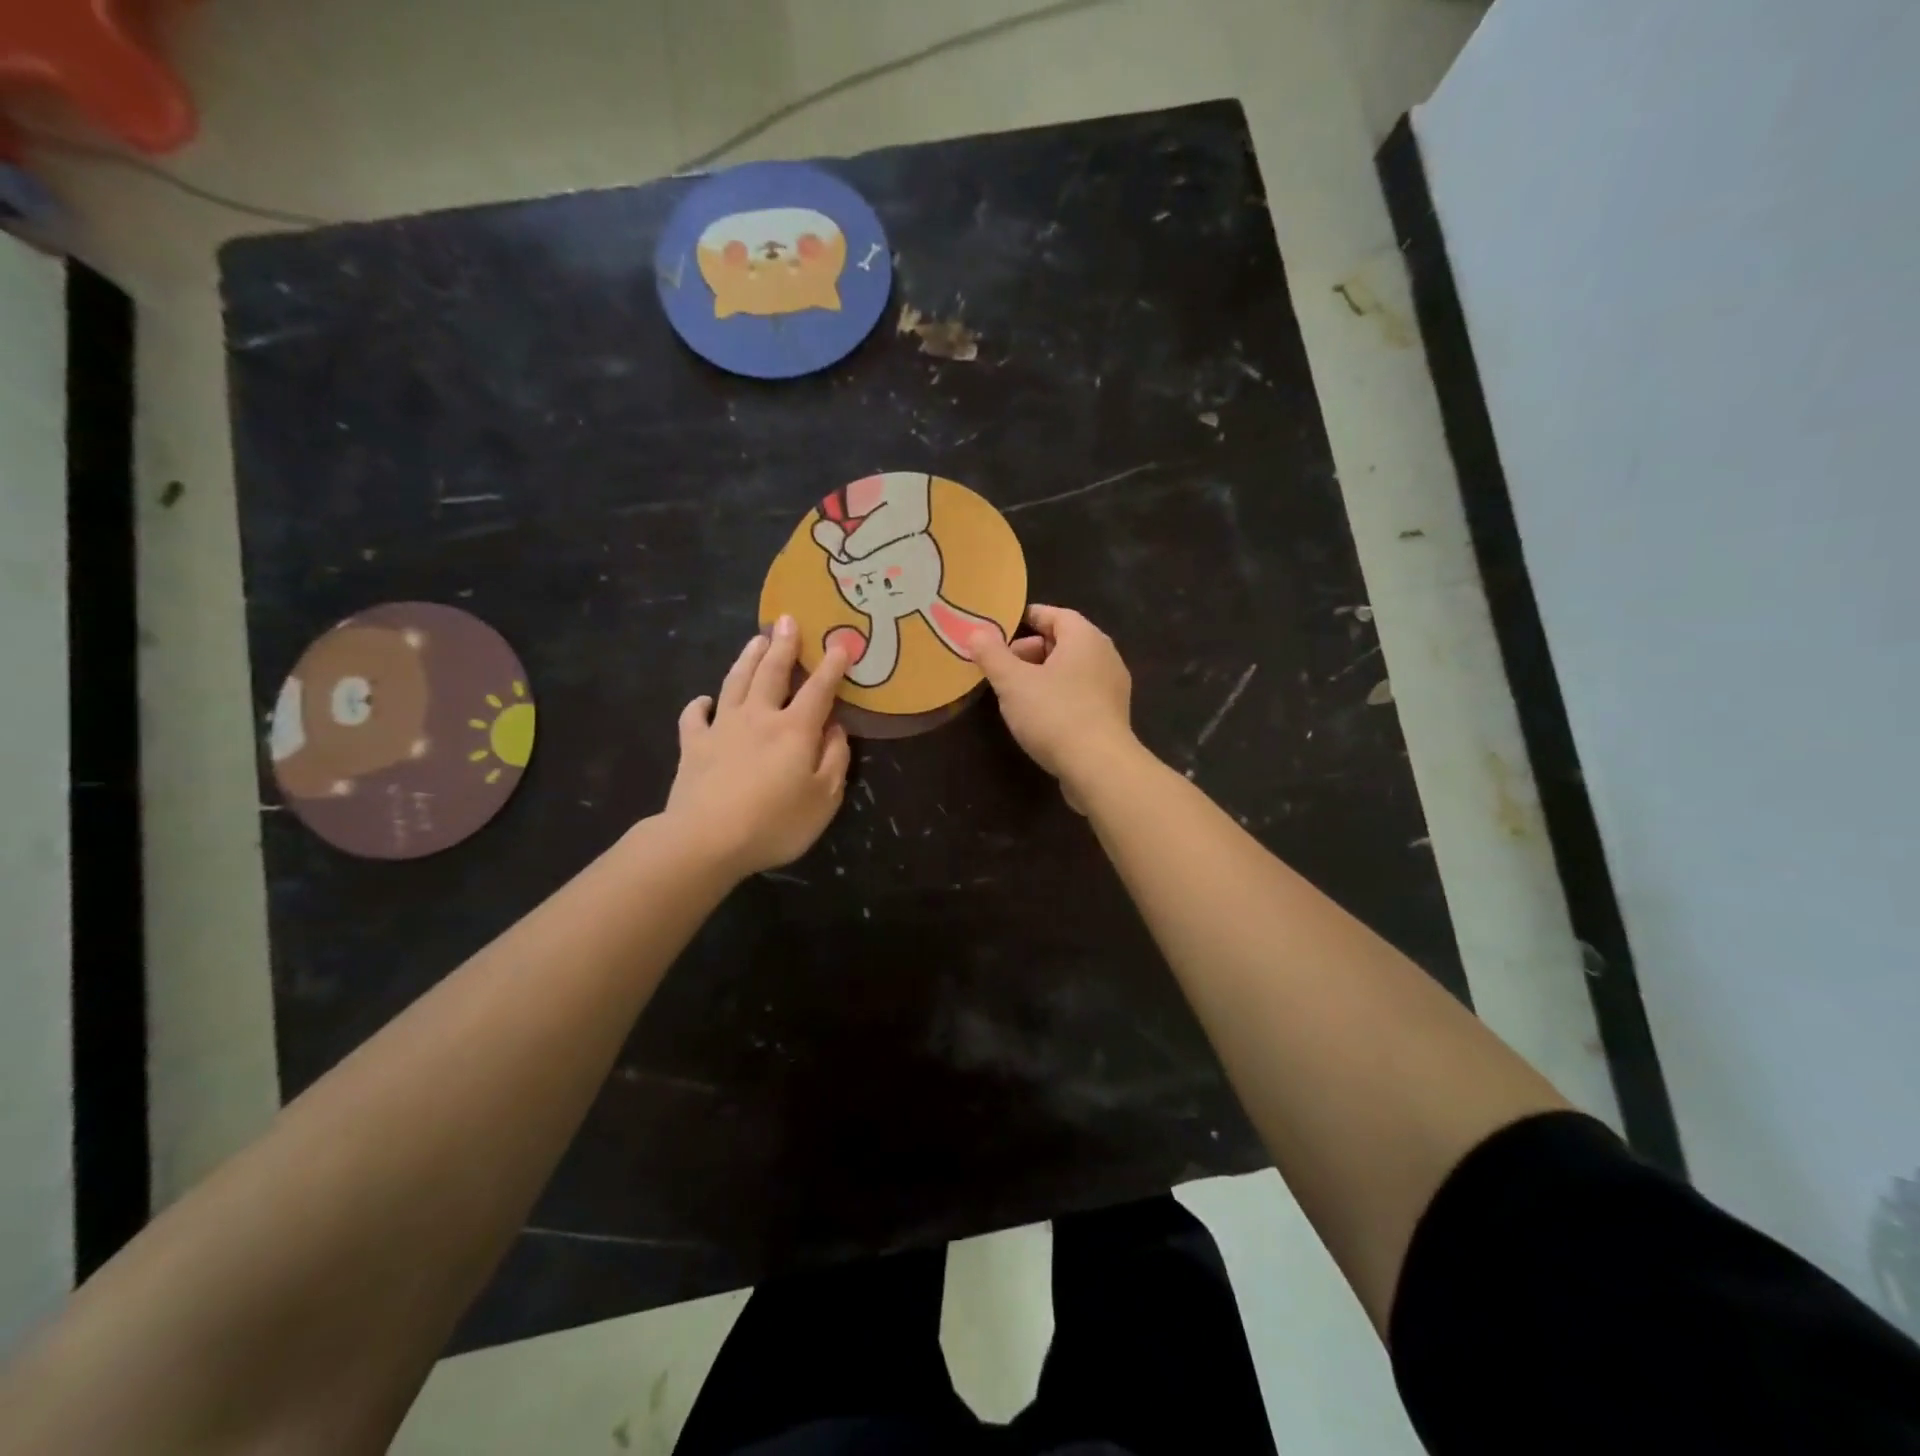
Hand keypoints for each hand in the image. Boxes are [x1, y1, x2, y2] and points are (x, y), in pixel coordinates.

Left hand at [664, 616, 850, 876]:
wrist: (706, 840)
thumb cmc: (775, 823)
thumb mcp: (824, 798)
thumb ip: (835, 759)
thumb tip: (836, 728)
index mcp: (795, 729)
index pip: (819, 689)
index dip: (832, 665)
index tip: (841, 643)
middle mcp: (759, 717)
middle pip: (772, 672)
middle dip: (783, 645)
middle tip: (787, 620)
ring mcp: (722, 728)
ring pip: (736, 682)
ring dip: (747, 659)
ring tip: (756, 640)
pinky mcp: (693, 745)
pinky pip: (694, 717)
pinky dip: (699, 705)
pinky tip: (705, 700)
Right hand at [970, 604, 1142, 810]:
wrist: (1099, 767)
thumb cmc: (1054, 714)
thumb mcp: (1012, 682)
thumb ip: (992, 654)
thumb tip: (977, 632)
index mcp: (1085, 637)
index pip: (1055, 614)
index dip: (1026, 618)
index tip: (999, 629)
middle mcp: (1105, 655)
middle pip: (1063, 641)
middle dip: (1029, 650)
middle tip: (1002, 668)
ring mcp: (1112, 686)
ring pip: (1071, 669)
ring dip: (1042, 675)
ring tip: (1015, 693)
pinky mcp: (1111, 715)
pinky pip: (1080, 693)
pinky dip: (1058, 695)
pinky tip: (1039, 716)